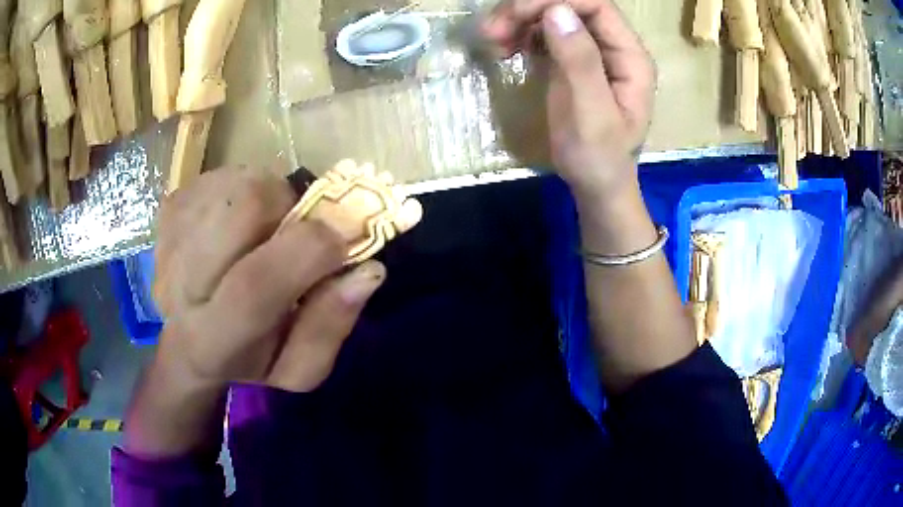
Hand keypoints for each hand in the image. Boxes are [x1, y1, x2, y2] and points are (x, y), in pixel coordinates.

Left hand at [153, 168, 385, 391]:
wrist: (187, 342)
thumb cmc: (249, 358)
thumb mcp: (298, 369)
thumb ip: (330, 326)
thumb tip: (368, 270)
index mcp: (214, 339)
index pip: (255, 285)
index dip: (309, 252)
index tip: (342, 242)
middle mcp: (181, 285)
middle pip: (241, 208)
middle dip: (287, 208)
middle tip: (293, 230)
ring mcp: (169, 238)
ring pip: (237, 182)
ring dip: (267, 198)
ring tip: (263, 230)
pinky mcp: (168, 209)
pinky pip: (222, 175)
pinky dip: (245, 190)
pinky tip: (237, 224)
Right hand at [483, 0, 655, 200]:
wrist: (595, 186)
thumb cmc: (599, 158)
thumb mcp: (592, 114)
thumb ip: (579, 62)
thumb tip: (557, 11)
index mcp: (631, 57)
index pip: (596, 6)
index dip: (555, 0)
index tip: (515, 15)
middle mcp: (614, 48)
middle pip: (572, 6)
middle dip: (530, 9)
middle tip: (493, 30)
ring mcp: (592, 52)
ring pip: (554, 16)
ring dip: (519, 20)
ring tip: (492, 40)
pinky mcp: (572, 62)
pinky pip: (545, 34)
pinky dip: (520, 34)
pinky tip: (504, 48)